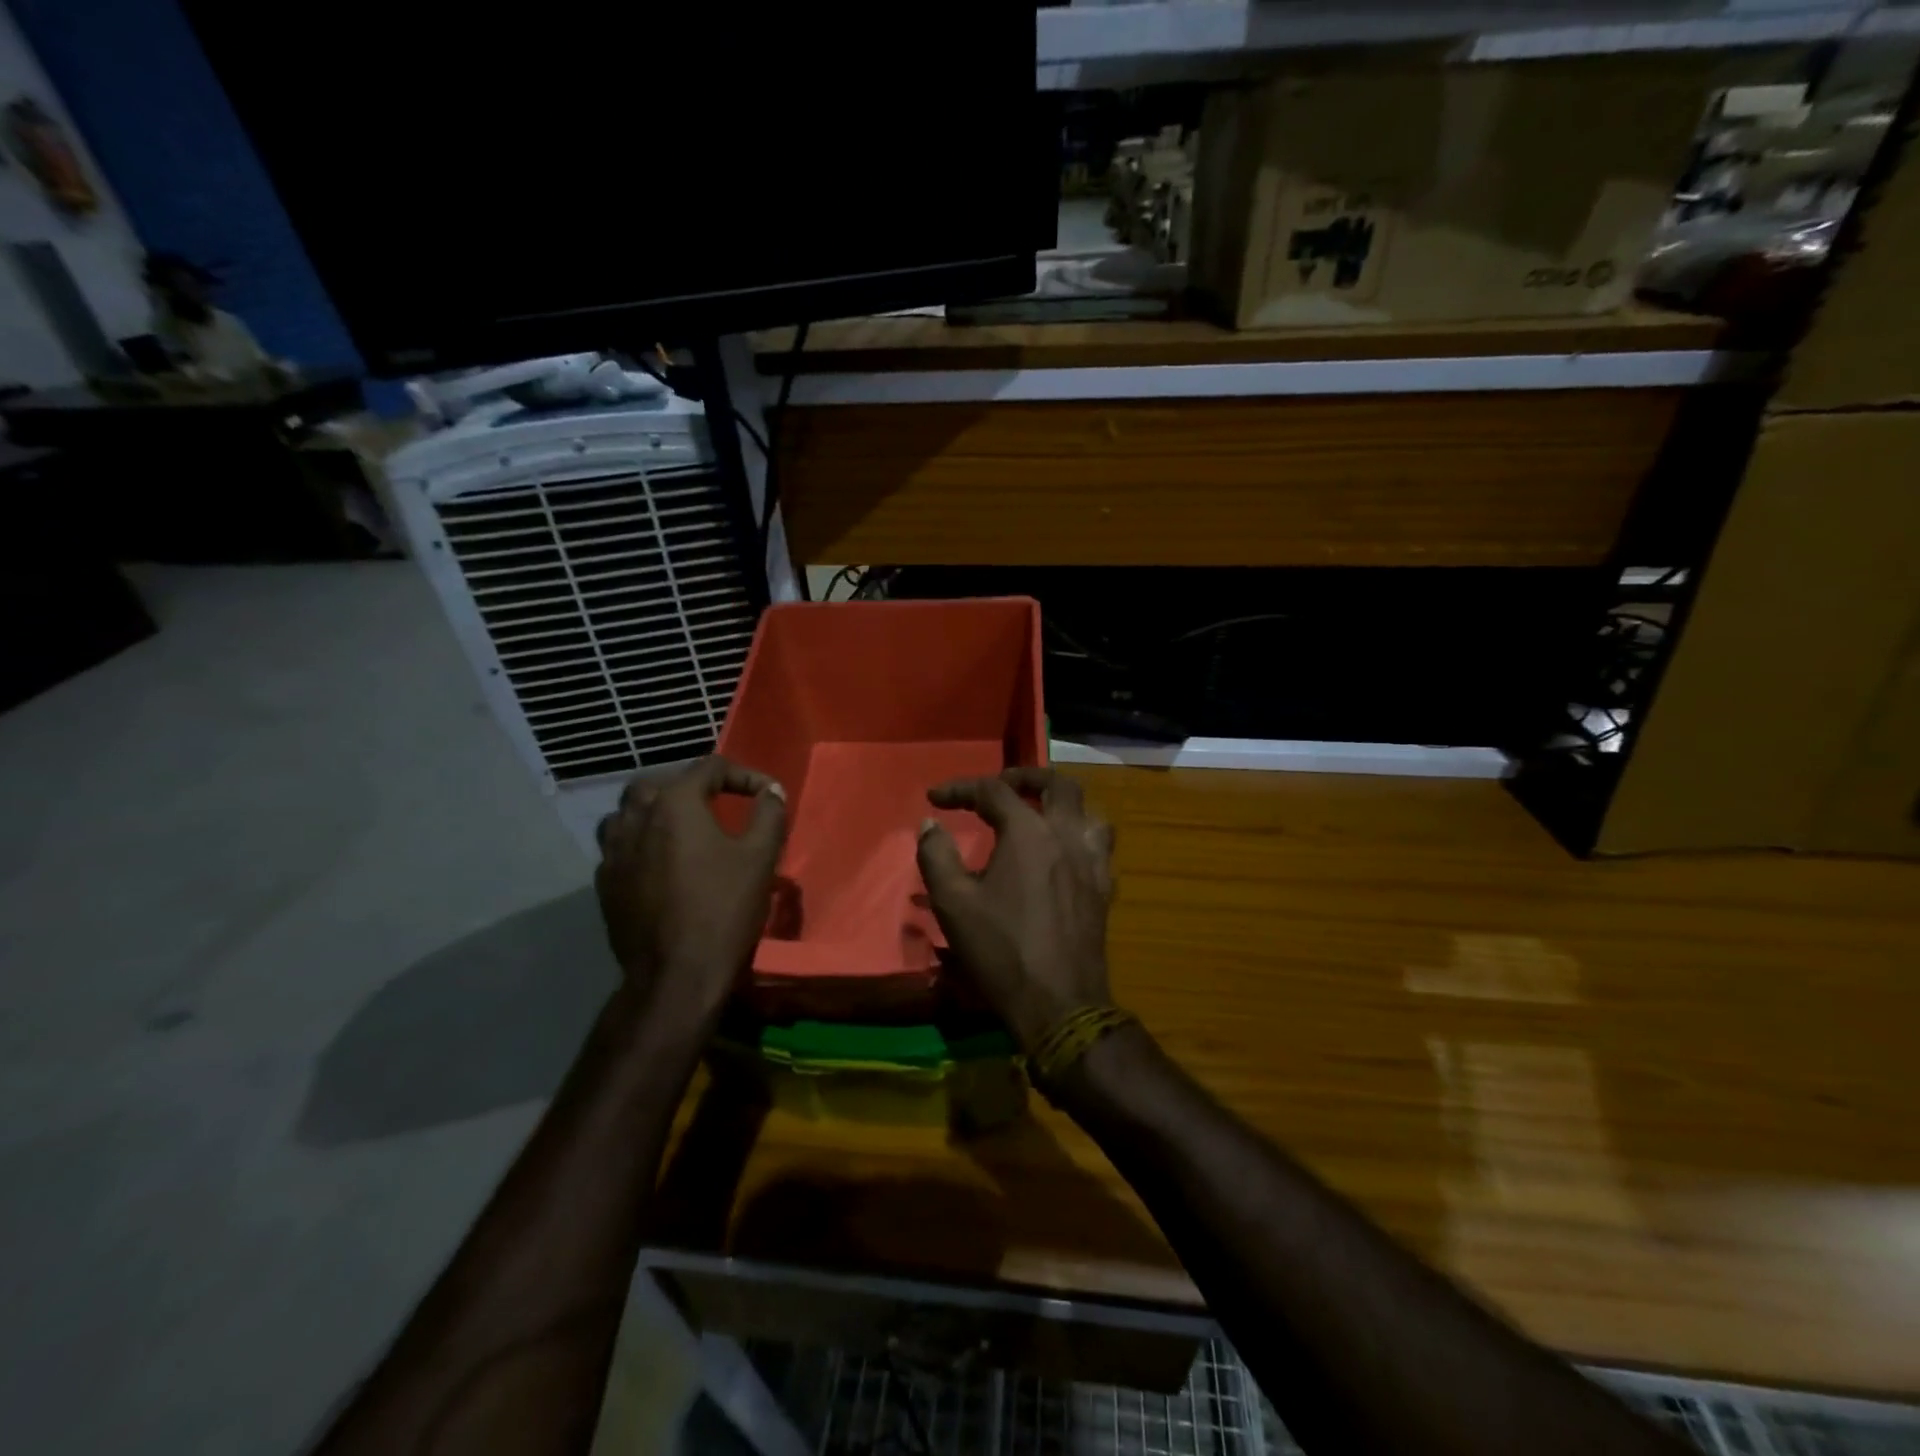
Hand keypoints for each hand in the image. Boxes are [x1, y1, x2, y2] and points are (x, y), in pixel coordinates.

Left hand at [595, 756, 786, 1025]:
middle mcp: (635, 817)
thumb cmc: (723, 909)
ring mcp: (613, 851)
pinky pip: (619, 846)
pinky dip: (640, 842)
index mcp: (674, 803)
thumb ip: (769, 814)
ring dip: (656, 810)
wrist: (676, 975)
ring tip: (682, 827)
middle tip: (718, 802)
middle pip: (658, 782)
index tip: (768, 795)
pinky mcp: (605, 883)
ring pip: (628, 812)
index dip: (744, 775)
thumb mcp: (760, 857)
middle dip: (690, 785)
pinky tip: (660, 862)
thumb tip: (771, 792)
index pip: (710, 768)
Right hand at [915, 768, 1115, 1051]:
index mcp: (1029, 833)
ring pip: (1088, 811)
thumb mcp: (953, 903)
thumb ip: (936, 855)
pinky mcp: (1104, 888)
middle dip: (1026, 776)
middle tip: (1001, 785)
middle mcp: (1066, 836)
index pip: (993, 791)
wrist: (1059, 1004)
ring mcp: (1092, 861)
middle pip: (1057, 784)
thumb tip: (929, 824)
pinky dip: (1079, 837)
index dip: (961, 788)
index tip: (935, 798)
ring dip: (1063, 803)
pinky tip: (1063, 854)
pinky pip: (1098, 846)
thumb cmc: (1001, 951)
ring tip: (1040, 813)